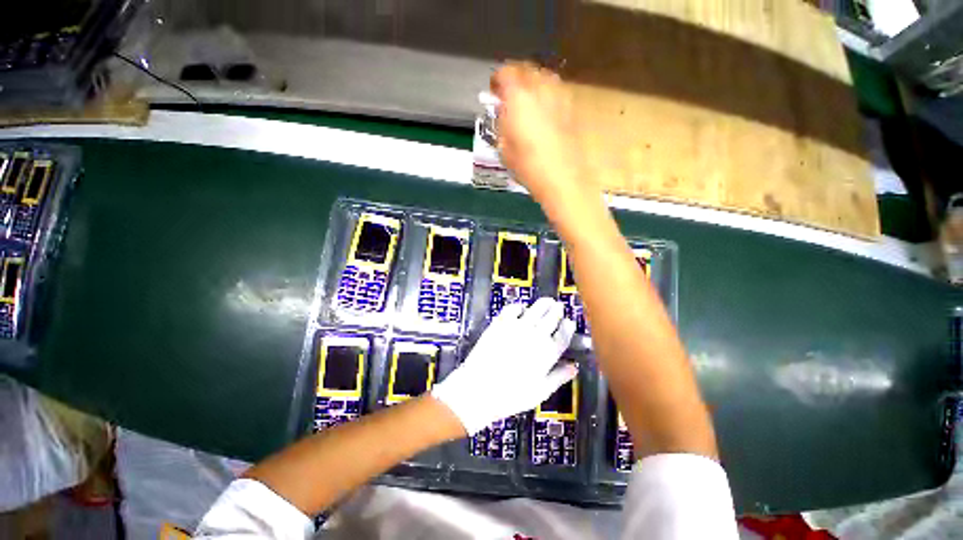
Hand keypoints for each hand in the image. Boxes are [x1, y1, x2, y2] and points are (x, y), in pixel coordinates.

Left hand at [431, 298, 576, 434]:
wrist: (479, 387)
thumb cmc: (511, 395)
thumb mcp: (540, 391)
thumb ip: (558, 377)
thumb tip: (573, 367)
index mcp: (547, 353)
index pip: (563, 335)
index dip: (568, 326)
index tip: (569, 322)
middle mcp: (535, 335)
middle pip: (551, 317)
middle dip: (557, 310)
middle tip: (559, 306)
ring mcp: (518, 326)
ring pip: (536, 309)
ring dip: (543, 304)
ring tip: (547, 302)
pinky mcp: (501, 322)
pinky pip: (514, 308)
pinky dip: (520, 306)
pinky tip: (521, 308)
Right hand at [490, 63, 593, 204]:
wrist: (562, 177)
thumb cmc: (527, 165)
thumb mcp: (503, 147)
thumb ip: (501, 123)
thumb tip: (504, 113)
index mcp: (518, 95)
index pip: (505, 73)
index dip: (497, 81)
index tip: (494, 93)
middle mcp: (540, 86)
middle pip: (525, 70)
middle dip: (515, 79)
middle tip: (509, 96)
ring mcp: (559, 94)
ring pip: (543, 77)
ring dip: (532, 84)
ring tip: (527, 103)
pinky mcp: (571, 106)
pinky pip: (555, 91)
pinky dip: (546, 95)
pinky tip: (544, 112)